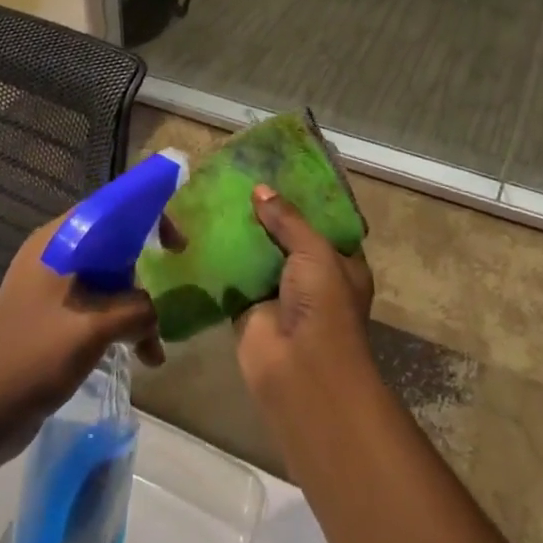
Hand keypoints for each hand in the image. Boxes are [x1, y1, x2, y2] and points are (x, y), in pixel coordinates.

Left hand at [0, 211, 163, 459]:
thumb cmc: (33, 356)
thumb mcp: (93, 328)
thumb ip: (135, 309)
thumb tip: (152, 313)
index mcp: (58, 242)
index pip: (110, 209)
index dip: (148, 217)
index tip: (176, 246)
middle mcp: (55, 257)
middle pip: (114, 246)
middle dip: (145, 274)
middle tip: (169, 300)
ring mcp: (52, 290)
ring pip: (109, 282)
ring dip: (136, 309)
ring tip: (154, 348)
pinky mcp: (53, 321)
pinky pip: (98, 309)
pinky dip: (121, 326)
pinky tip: (142, 357)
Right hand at [234, 184, 374, 407]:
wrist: (299, 370)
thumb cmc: (323, 306)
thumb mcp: (315, 252)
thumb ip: (288, 220)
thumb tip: (260, 190)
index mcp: (341, 263)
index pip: (323, 224)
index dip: (304, 200)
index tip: (279, 172)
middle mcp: (312, 277)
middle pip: (287, 237)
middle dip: (267, 214)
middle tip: (241, 179)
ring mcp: (278, 293)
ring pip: (258, 255)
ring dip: (241, 234)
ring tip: (217, 195)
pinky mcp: (247, 308)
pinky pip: (232, 277)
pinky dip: (219, 258)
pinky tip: (201, 228)